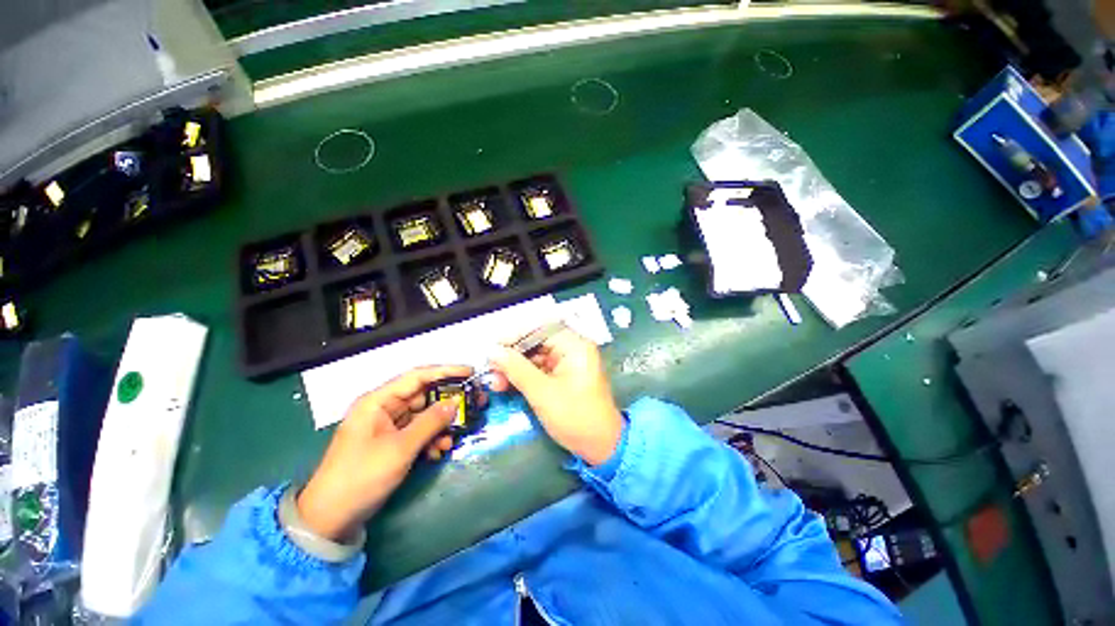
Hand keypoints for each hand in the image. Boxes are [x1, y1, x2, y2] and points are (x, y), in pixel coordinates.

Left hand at [297, 365, 472, 540]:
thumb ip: (430, 422)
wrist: (331, 519)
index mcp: (378, 401)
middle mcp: (384, 408)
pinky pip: (417, 432)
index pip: (417, 376)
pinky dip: (431, 438)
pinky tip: (440, 450)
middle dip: (449, 401)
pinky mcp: (391, 443)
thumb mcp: (400, 448)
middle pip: (423, 395)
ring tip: (458, 433)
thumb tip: (455, 403)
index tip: (470, 372)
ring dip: (441, 424)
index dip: (446, 372)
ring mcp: (387, 426)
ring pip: (423, 415)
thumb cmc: (362, 476)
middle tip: (474, 403)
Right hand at [489, 330, 622, 465]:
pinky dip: (523, 376)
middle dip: (513, 355)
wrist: (600, 446)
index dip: (516, 336)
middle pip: (536, 342)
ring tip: (495, 380)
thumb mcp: (542, 392)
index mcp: (575, 346)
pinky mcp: (563, 377)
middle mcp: (572, 349)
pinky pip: (539, 370)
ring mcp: (567, 363)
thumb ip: (516, 369)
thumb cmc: (575, 417)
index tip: (494, 348)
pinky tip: (506, 384)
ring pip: (535, 357)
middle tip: (491, 367)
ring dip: (515, 367)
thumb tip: (492, 351)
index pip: (541, 329)